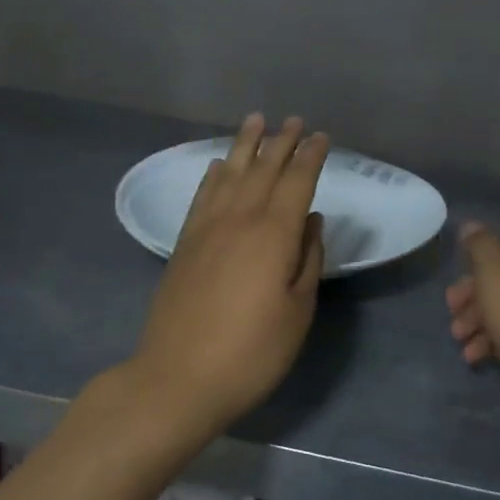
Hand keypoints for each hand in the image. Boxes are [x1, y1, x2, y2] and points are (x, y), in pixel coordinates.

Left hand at [133, 114, 329, 429]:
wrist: (178, 379)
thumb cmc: (251, 352)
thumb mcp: (297, 311)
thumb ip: (308, 260)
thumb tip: (310, 220)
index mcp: (273, 234)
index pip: (296, 182)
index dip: (311, 157)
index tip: (322, 137)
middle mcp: (239, 219)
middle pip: (263, 169)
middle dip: (281, 142)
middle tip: (295, 120)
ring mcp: (206, 229)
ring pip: (230, 174)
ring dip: (245, 145)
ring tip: (256, 121)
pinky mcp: (184, 244)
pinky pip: (202, 196)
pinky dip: (213, 175)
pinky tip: (218, 165)